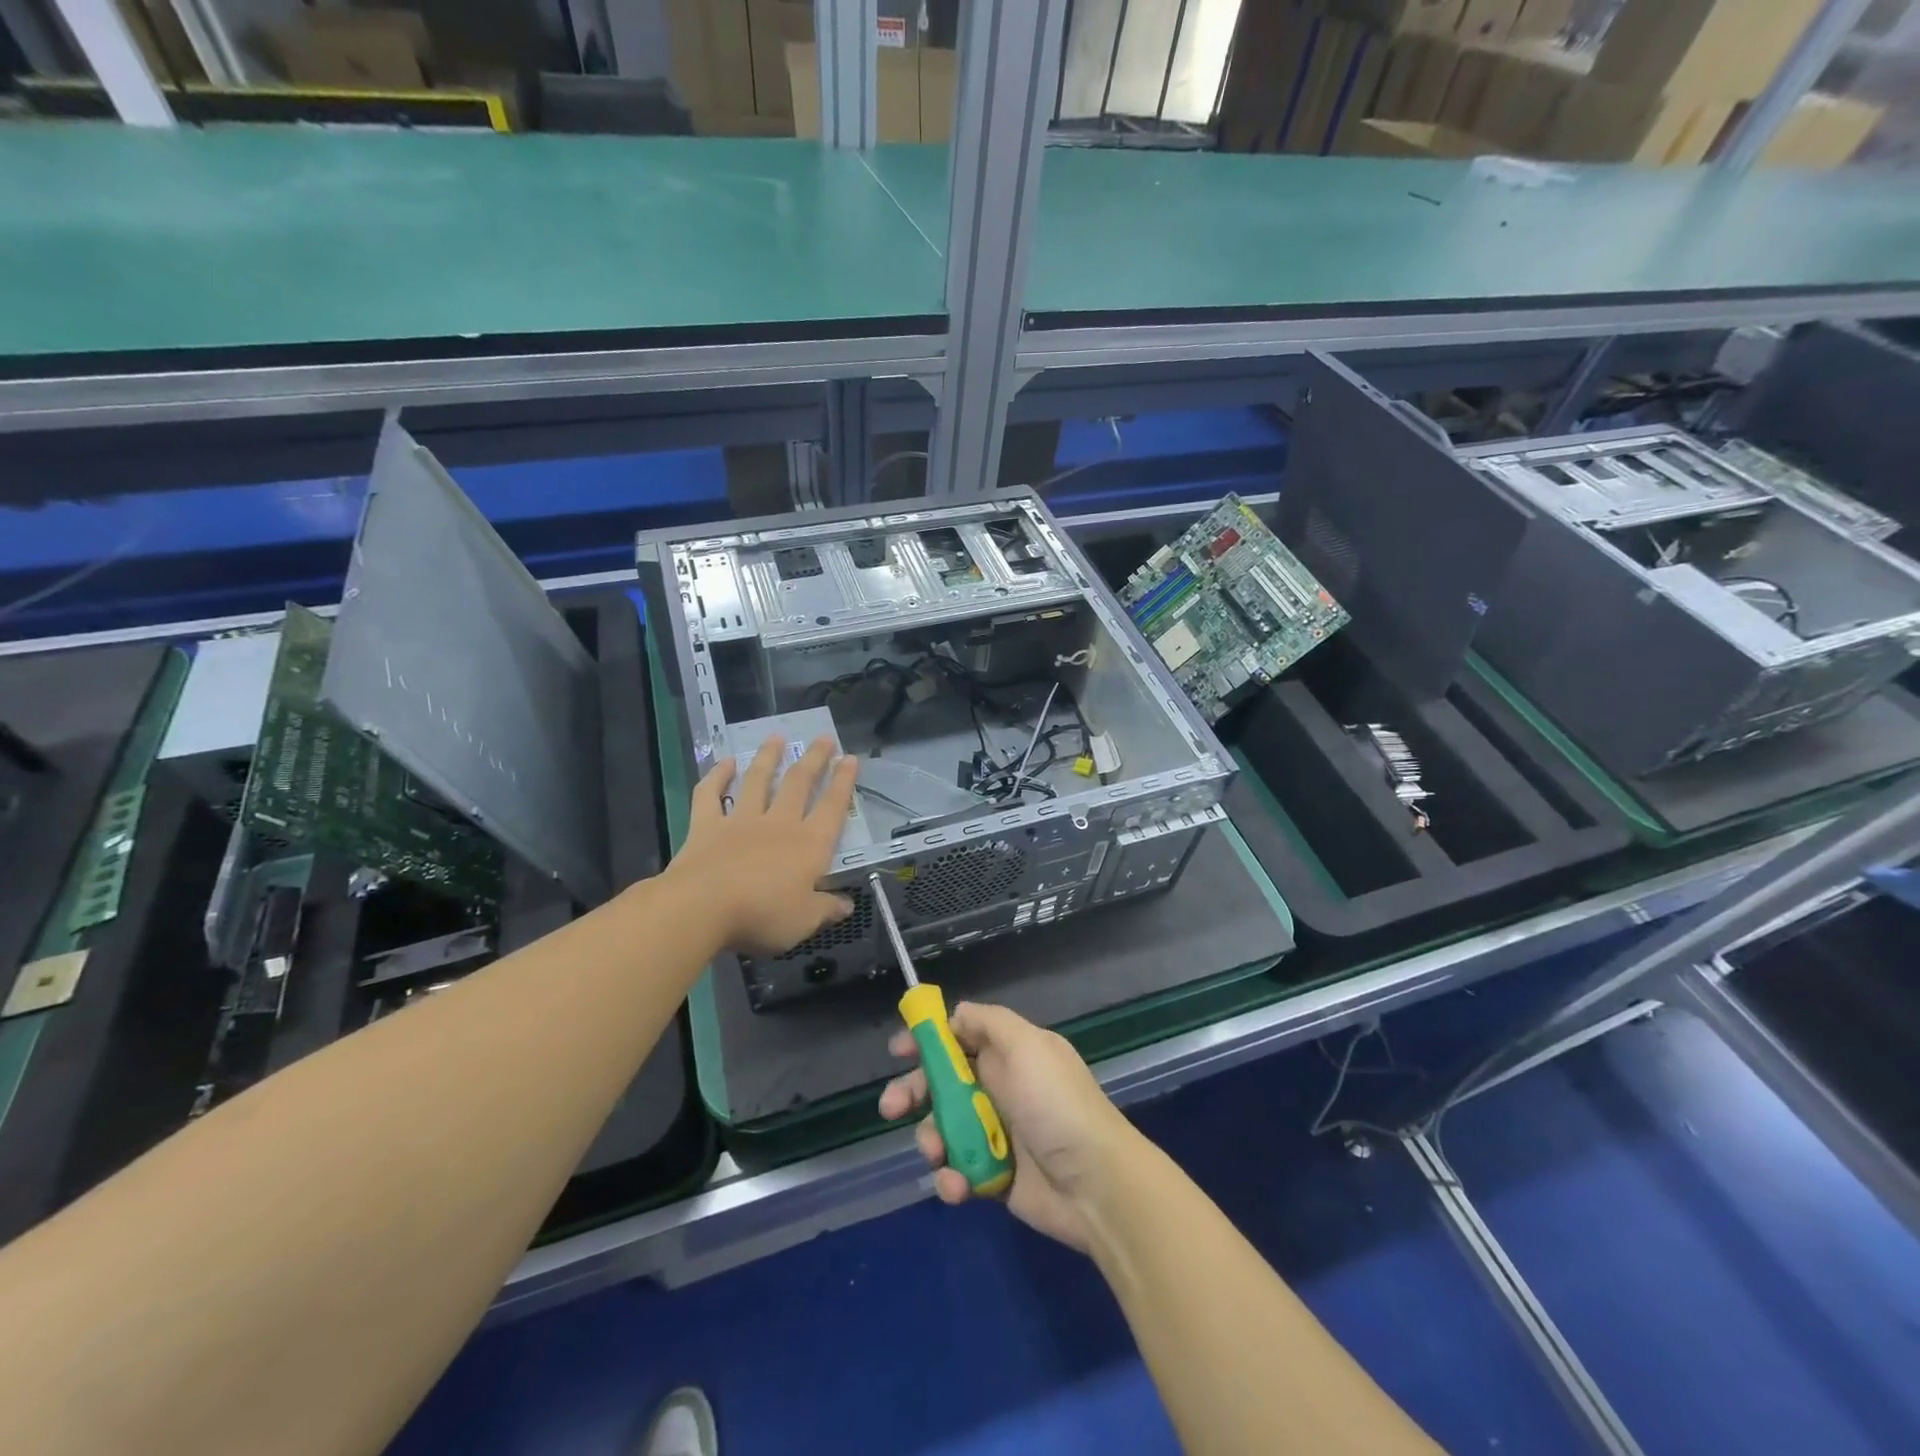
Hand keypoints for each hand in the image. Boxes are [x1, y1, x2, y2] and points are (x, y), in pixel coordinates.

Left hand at [668, 736, 858, 955]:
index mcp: (809, 845)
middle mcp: (779, 823)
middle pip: (799, 784)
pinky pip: (710, 794)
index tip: (850, 758)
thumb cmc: (762, 915)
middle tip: (823, 737)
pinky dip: (717, 775)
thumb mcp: (804, 921)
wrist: (701, 908)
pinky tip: (724, 761)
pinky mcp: (707, 825)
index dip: (844, 782)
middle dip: (814, 759)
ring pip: (758, 780)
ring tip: (777, 737)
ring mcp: (741, 820)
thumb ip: (826, 909)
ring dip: (768, 757)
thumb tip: (847, 905)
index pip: (833, 807)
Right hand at [879, 1002, 1142, 1252]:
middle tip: (891, 1107)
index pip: (960, 1037)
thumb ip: (988, 1022)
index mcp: (1009, 1053)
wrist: (1095, 1185)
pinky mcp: (993, 1176)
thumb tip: (956, 1013)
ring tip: (935, 1154)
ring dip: (930, 1139)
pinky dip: (950, 1179)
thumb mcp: (1026, 1045)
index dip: (928, 1040)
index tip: (899, 1050)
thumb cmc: (1056, 1105)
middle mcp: (1000, 1087)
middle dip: (912, 1091)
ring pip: (943, 1128)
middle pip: (942, 1082)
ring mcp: (995, 1133)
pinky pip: (957, 1171)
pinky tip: (957, 1186)